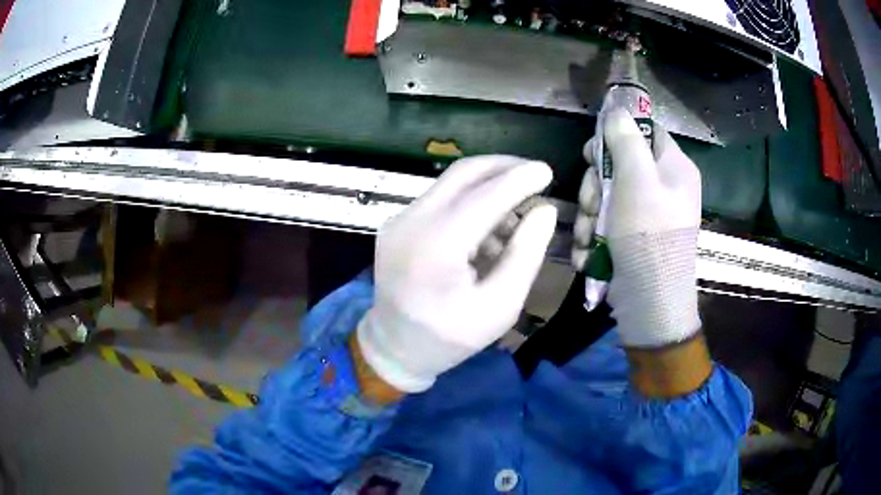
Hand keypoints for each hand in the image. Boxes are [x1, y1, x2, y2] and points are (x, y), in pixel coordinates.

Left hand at [357, 156, 556, 392]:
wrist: (395, 347)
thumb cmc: (450, 337)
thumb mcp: (500, 307)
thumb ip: (525, 255)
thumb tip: (545, 211)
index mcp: (437, 246)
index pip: (486, 196)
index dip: (520, 179)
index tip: (547, 171)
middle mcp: (412, 222)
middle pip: (463, 173)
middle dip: (503, 167)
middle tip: (533, 175)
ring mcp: (399, 220)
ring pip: (451, 183)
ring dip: (487, 186)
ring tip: (514, 214)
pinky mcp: (397, 223)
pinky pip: (439, 199)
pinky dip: (468, 201)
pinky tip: (486, 227)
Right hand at [572, 108, 701, 347]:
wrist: (651, 301)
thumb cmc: (648, 234)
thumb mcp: (636, 179)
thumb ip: (625, 139)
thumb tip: (617, 111)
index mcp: (675, 168)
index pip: (647, 133)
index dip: (617, 135)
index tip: (593, 150)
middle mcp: (666, 189)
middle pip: (622, 166)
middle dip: (597, 184)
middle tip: (590, 203)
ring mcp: (651, 216)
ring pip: (610, 197)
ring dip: (592, 215)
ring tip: (590, 236)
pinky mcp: (636, 240)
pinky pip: (611, 223)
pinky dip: (597, 236)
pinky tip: (590, 252)